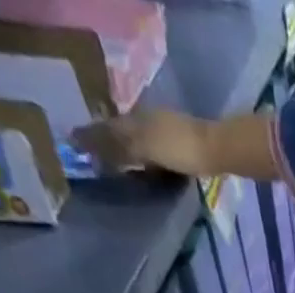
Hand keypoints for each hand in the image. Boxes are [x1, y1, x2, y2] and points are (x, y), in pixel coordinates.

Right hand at [72, 108, 210, 175]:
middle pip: (124, 133)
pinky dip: (146, 161)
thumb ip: (114, 144)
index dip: (93, 136)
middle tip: (95, 160)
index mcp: (136, 117)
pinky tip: (145, 171)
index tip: (77, 146)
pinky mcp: (183, 150)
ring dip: (128, 153)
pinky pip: (156, 155)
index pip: (108, 126)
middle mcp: (149, 121)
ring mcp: (167, 134)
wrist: (217, 151)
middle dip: (109, 144)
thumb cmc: (179, 148)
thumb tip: (78, 140)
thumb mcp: (143, 146)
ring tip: (117, 169)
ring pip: (140, 143)